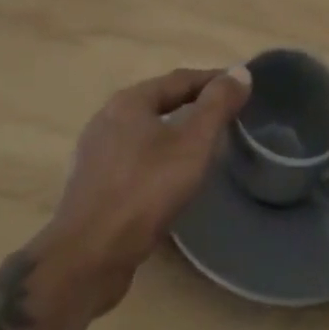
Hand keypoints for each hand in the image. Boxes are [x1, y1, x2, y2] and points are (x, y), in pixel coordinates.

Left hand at [38, 66, 250, 316]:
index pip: (179, 79)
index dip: (212, 80)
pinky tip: (167, 177)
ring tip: (200, 145)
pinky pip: (132, 159)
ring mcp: (95, 153)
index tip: (239, 86)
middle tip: (223, 114)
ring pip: (144, 132)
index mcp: (129, 101)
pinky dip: (156, 158)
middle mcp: (107, 118)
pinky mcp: (92, 185)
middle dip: (191, 104)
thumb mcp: (191, 145)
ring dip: (172, 132)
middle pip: (158, 102)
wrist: (87, 257)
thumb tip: (241, 72)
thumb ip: (217, 106)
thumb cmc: (145, 191)